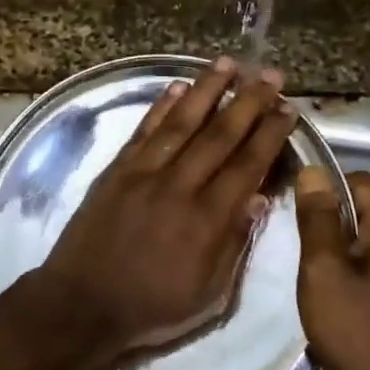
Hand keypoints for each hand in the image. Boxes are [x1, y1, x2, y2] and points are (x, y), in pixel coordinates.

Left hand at [27, 56, 300, 368]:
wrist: (82, 303)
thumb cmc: (152, 306)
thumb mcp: (209, 294)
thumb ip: (234, 243)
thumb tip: (259, 197)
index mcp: (207, 220)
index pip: (247, 165)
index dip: (270, 135)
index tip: (288, 110)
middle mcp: (179, 186)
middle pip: (220, 135)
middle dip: (249, 102)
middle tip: (271, 75)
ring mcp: (144, 173)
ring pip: (182, 122)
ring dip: (207, 90)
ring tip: (228, 63)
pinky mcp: (116, 170)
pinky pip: (144, 130)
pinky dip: (162, 106)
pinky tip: (179, 86)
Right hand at [294, 168, 369, 369]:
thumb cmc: (351, 325)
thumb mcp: (324, 267)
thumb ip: (318, 218)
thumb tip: (312, 171)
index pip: (359, 180)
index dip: (324, 184)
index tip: (291, 200)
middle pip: (360, 204)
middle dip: (324, 211)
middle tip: (288, 226)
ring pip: (358, 232)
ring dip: (328, 237)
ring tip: (296, 249)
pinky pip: (360, 257)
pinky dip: (337, 258)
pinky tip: (314, 274)